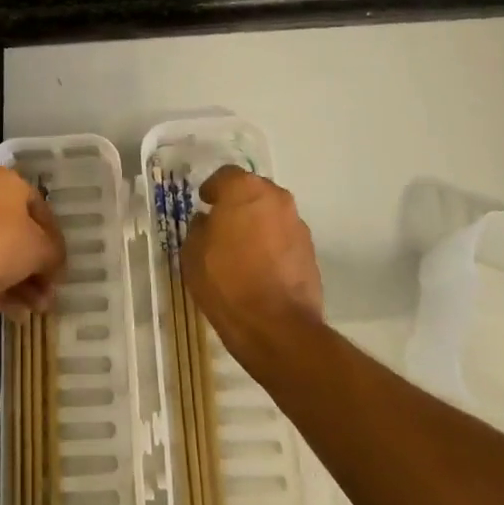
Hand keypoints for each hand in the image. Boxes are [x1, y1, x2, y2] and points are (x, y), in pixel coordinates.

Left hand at [0, 167, 65, 313]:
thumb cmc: (3, 242)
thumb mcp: (41, 250)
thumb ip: (54, 255)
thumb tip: (56, 265)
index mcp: (8, 180)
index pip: (39, 207)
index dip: (54, 239)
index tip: (60, 265)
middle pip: (16, 232)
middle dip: (34, 267)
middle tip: (46, 294)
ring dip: (19, 280)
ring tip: (33, 310)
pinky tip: (13, 311)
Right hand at [182, 166, 323, 363]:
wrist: (278, 328)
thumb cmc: (227, 282)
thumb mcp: (192, 253)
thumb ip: (198, 228)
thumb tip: (207, 221)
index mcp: (244, 189)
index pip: (225, 175)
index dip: (212, 189)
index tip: (204, 204)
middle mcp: (275, 197)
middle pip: (252, 191)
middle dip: (238, 204)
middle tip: (222, 224)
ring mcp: (297, 224)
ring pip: (271, 214)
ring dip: (258, 224)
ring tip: (243, 250)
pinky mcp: (311, 251)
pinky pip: (284, 238)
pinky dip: (273, 245)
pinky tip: (261, 267)